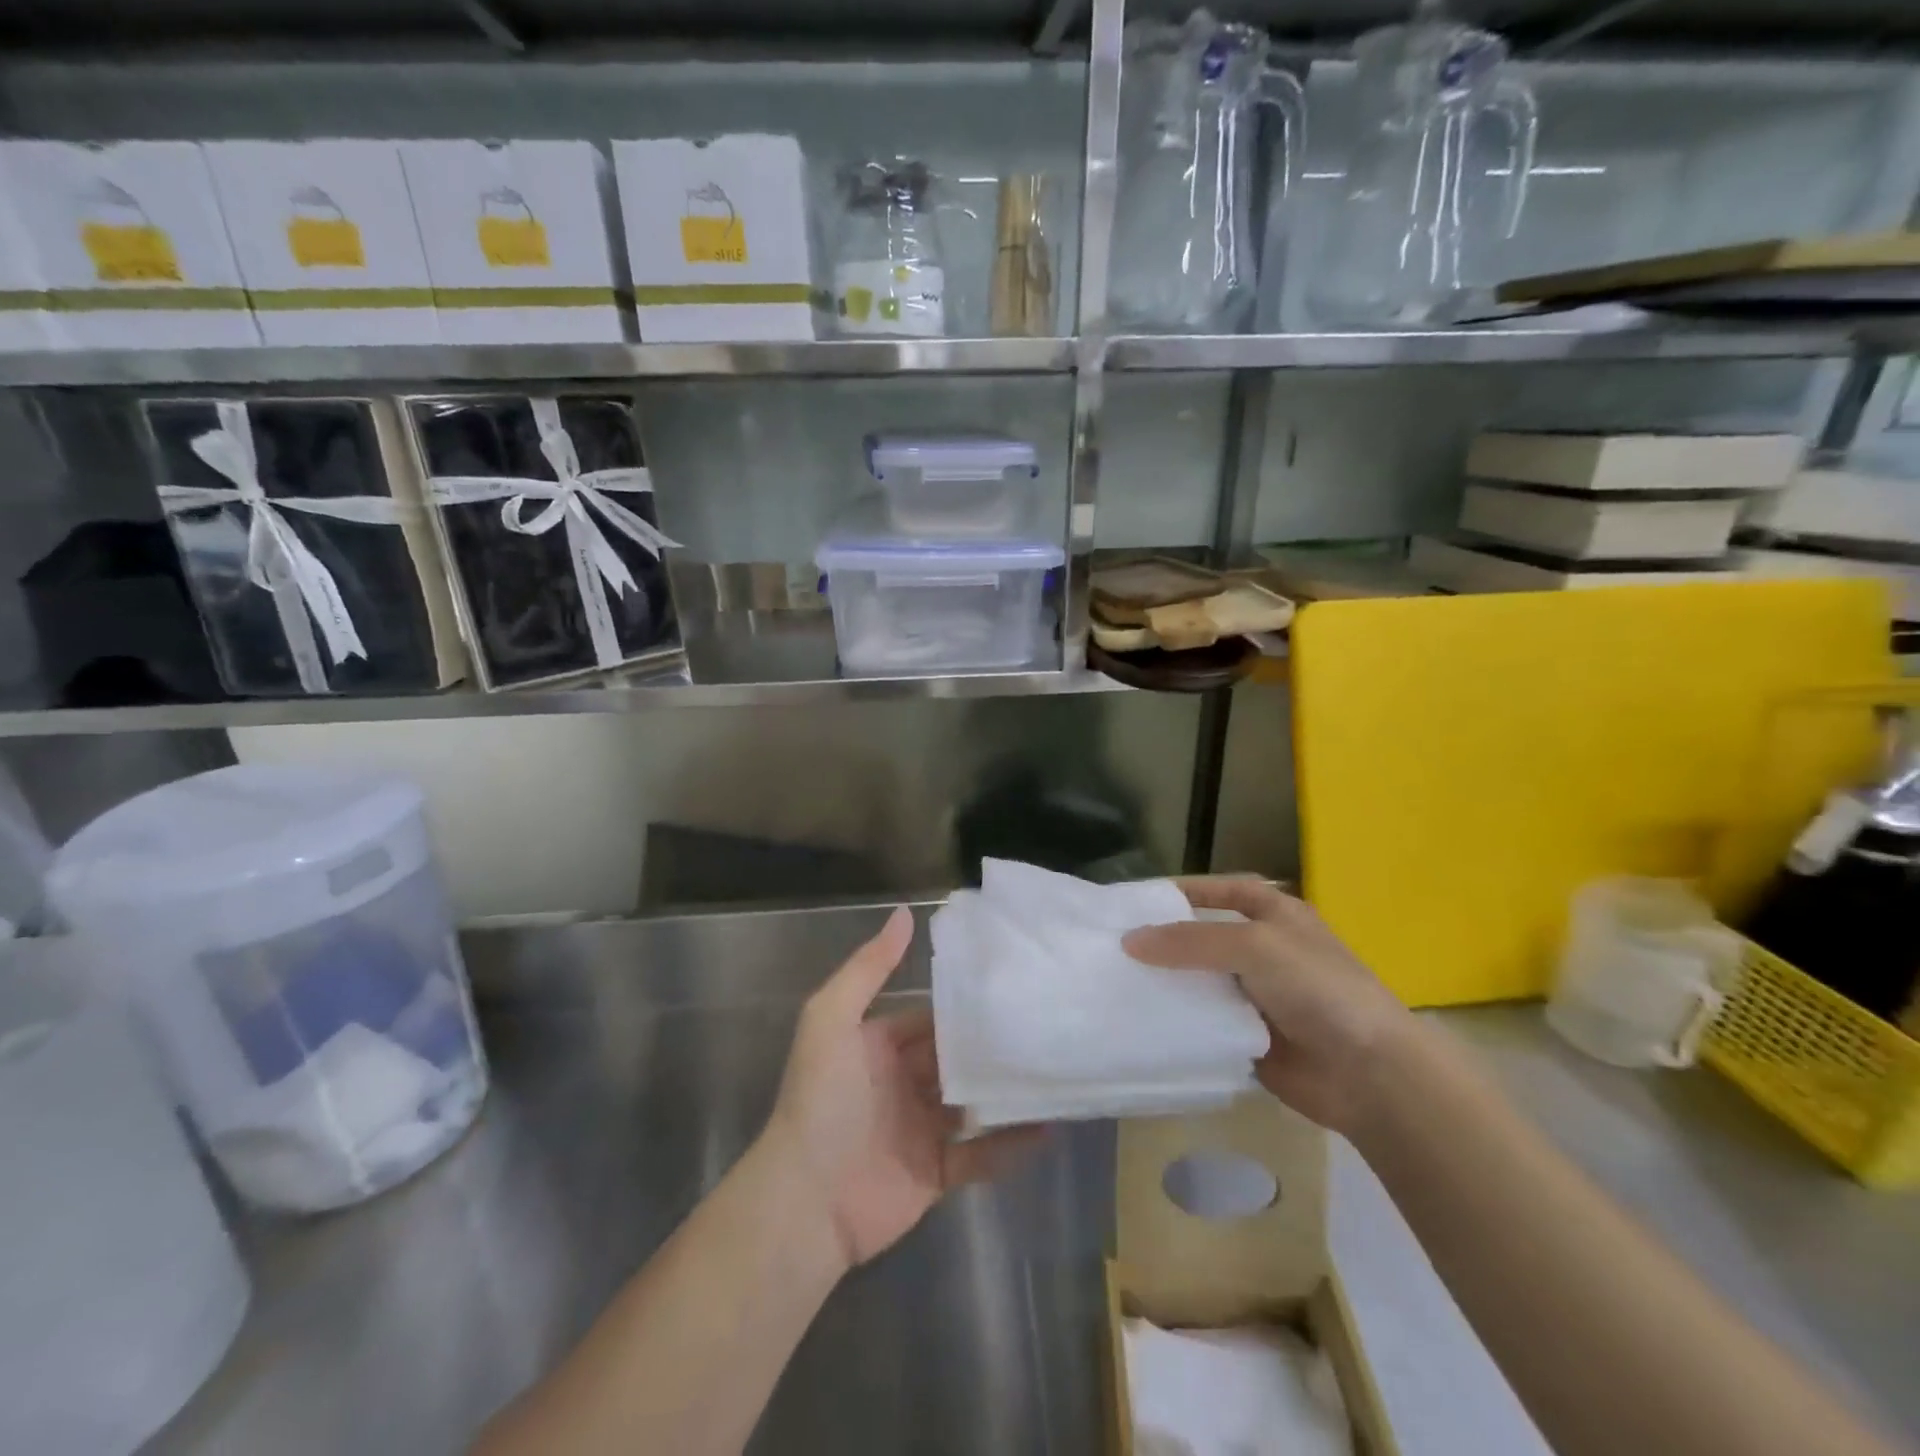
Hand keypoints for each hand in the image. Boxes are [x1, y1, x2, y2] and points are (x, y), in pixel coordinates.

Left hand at [764, 906, 1043, 1272]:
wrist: (805, 1202)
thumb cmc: (820, 1101)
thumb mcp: (831, 1019)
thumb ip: (868, 968)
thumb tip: (905, 913)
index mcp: (879, 1046)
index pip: (930, 1017)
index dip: (963, 1006)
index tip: (1009, 989)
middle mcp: (902, 1082)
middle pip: (956, 1058)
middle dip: (991, 1046)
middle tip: (1044, 1025)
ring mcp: (921, 1129)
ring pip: (973, 1104)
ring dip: (1006, 1091)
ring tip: (1055, 1069)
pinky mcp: (936, 1173)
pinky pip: (980, 1156)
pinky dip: (1010, 1145)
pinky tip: (1047, 1127)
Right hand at [1122, 877, 1415, 1137]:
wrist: (1369, 1074)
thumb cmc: (1318, 989)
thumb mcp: (1254, 946)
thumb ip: (1190, 940)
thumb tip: (1130, 941)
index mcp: (1277, 916)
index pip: (1224, 892)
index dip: (1187, 891)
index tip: (1139, 900)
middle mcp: (1265, 952)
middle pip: (1206, 938)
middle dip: (1166, 941)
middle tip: (1113, 943)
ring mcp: (1258, 997)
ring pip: (1201, 982)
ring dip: (1168, 982)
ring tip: (1116, 980)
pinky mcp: (1248, 1037)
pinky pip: (1205, 1022)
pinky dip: (1180, 1020)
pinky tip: (1142, 1019)